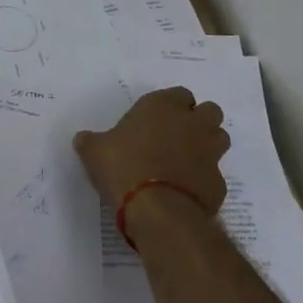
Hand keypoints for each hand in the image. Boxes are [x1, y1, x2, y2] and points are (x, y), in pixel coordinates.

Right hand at [73, 86, 229, 215]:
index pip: (180, 93)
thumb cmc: (122, 166)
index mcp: (162, 106)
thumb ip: (91, 141)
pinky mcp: (218, 183)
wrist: (156, 209)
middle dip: (199, 120)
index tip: (158, 118)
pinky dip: (203, 180)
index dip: (172, 105)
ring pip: (220, 139)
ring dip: (208, 145)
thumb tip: (83, 139)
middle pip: (210, 111)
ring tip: (185, 160)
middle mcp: (191, 124)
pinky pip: (214, 175)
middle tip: (177, 135)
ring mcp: (210, 153)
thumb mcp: (93, 150)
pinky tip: (185, 190)